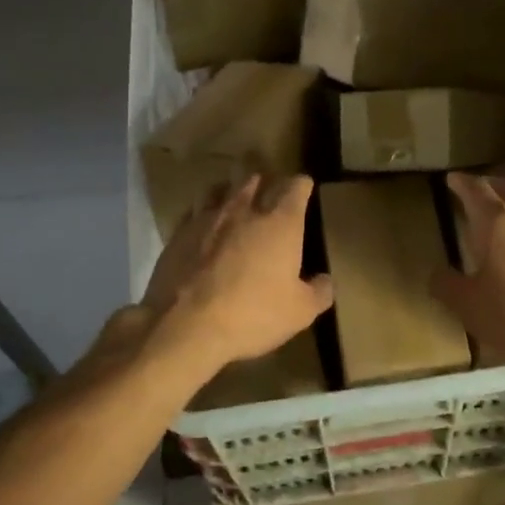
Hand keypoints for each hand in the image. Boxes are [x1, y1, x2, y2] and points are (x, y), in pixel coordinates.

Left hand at [142, 174, 333, 375]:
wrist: (185, 326)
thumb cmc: (253, 314)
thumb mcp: (300, 312)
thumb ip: (319, 292)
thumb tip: (325, 281)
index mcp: (280, 223)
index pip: (296, 187)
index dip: (302, 185)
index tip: (305, 188)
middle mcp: (244, 211)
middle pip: (255, 178)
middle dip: (266, 180)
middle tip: (270, 189)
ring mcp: (207, 219)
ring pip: (221, 188)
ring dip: (231, 189)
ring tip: (235, 198)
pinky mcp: (178, 234)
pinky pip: (194, 212)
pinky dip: (204, 213)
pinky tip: (205, 225)